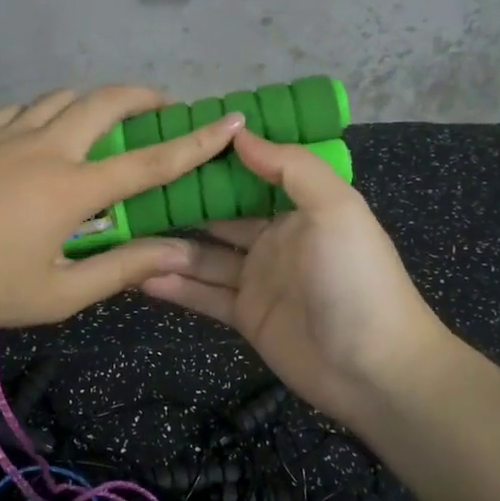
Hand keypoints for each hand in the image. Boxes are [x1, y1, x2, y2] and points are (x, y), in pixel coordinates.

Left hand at [0, 85, 244, 332]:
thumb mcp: (58, 294)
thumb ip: (120, 269)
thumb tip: (176, 253)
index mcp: (72, 188)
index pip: (149, 161)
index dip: (195, 142)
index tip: (228, 121)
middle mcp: (47, 148)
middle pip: (105, 102)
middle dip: (143, 96)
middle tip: (163, 105)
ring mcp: (8, 135)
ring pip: (63, 97)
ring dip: (94, 101)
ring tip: (106, 119)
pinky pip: (24, 108)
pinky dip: (48, 111)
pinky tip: (45, 129)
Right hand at [139, 132, 453, 425]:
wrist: (374, 367)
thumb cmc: (356, 277)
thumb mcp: (335, 208)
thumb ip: (290, 166)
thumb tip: (239, 132)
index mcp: (299, 207)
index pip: (251, 174)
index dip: (216, 159)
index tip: (172, 141)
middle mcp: (275, 238)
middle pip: (220, 214)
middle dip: (182, 202)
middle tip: (132, 188)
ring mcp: (258, 279)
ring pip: (205, 256)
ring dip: (169, 245)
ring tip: (125, 232)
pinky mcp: (246, 316)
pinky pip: (204, 295)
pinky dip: (174, 287)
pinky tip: (138, 276)